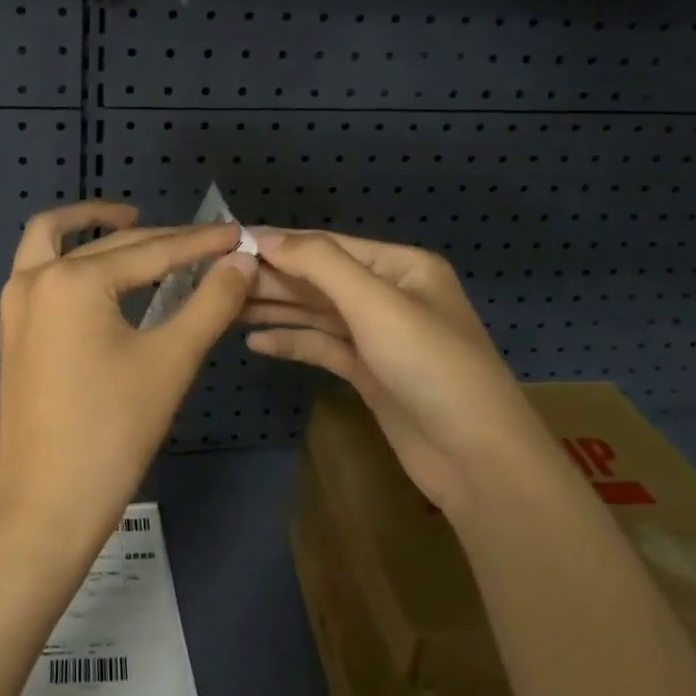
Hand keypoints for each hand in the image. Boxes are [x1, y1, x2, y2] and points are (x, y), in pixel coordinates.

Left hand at [0, 201, 257, 553]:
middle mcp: (35, 278)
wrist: (47, 504)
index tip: (238, 233)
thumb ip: (210, 302)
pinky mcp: (14, 328)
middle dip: (161, 239)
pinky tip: (107, 273)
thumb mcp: (171, 361)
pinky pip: (40, 269)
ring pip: (53, 240)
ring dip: (91, 225)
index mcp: (72, 280)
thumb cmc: (112, 431)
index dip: (200, 243)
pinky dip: (71, 255)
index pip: (151, 251)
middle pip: (110, 244)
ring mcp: (17, 303)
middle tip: (208, 243)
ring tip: (137, 223)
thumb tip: (242, 261)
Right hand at [243, 230, 540, 515]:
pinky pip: (322, 347)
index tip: (229, 243)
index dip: (280, 243)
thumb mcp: (375, 303)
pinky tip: (256, 344)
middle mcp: (390, 295)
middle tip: (218, 279)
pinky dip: (292, 343)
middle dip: (273, 278)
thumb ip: (319, 263)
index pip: (328, 245)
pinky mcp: (369, 373)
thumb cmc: (430, 365)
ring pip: (317, 313)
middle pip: (319, 279)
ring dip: (276, 309)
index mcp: (401, 267)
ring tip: (226, 307)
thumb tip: (265, 236)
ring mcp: (379, 336)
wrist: (477, 459)